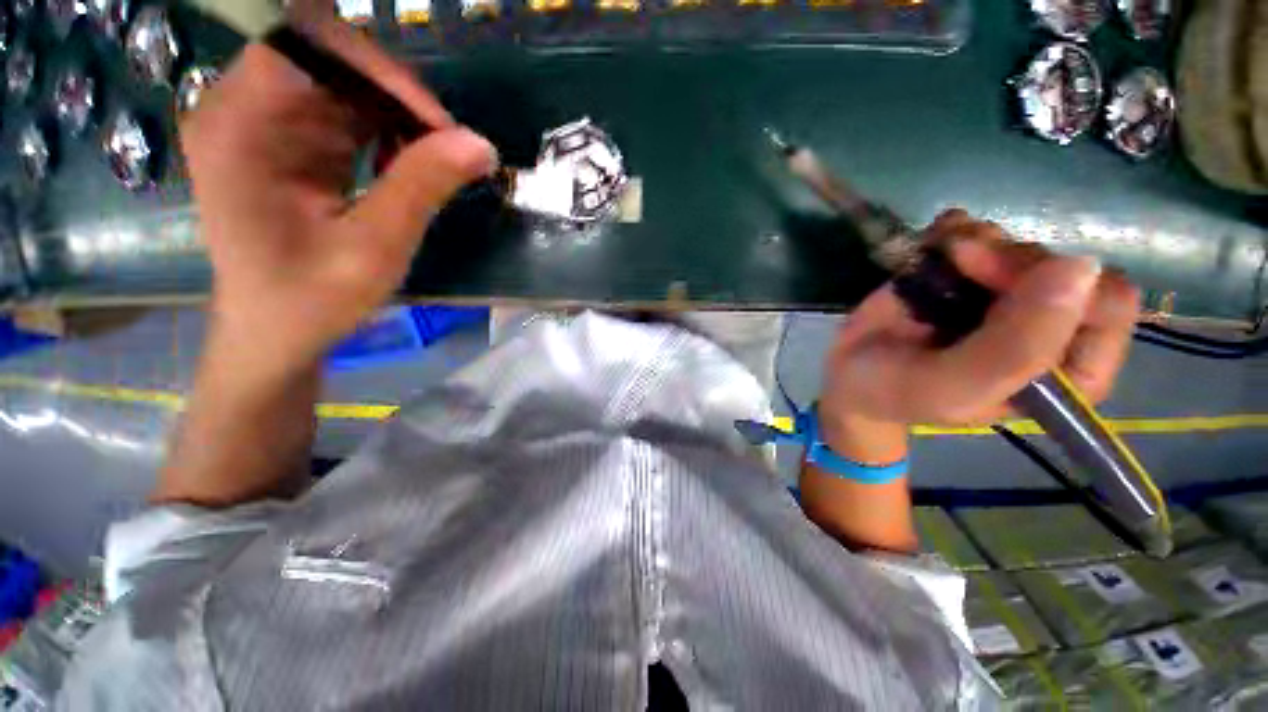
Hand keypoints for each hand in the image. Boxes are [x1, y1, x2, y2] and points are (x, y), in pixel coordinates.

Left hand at [180, 24, 497, 375]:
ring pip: (342, 83)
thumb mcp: (373, 248)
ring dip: (396, 117)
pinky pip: (344, 111)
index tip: (440, 127)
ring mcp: (262, 123)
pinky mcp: (285, 140)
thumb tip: (480, 144)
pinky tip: (407, 168)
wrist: (275, 332)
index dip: (378, 72)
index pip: (307, 47)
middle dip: (396, 98)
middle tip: (449, 149)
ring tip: (435, 163)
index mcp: (238, 127)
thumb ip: (421, 188)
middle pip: (326, 60)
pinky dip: (385, 132)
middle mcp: (241, 110)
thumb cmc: (311, 300)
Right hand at [819, 209, 1139, 444]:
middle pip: (1062, 265)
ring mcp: (1006, 294)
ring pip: (1021, 241)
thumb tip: (1080, 267)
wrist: (848, 375)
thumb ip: (1015, 347)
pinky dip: (955, 228)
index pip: (1107, 307)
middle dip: (1006, 259)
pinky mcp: (969, 272)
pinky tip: (933, 242)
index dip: (1053, 285)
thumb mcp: (954, 385)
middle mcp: (1046, 325)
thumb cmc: (897, 391)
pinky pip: (982, 230)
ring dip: (977, 239)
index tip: (991, 282)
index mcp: (1065, 368)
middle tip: (957, 264)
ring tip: (938, 256)